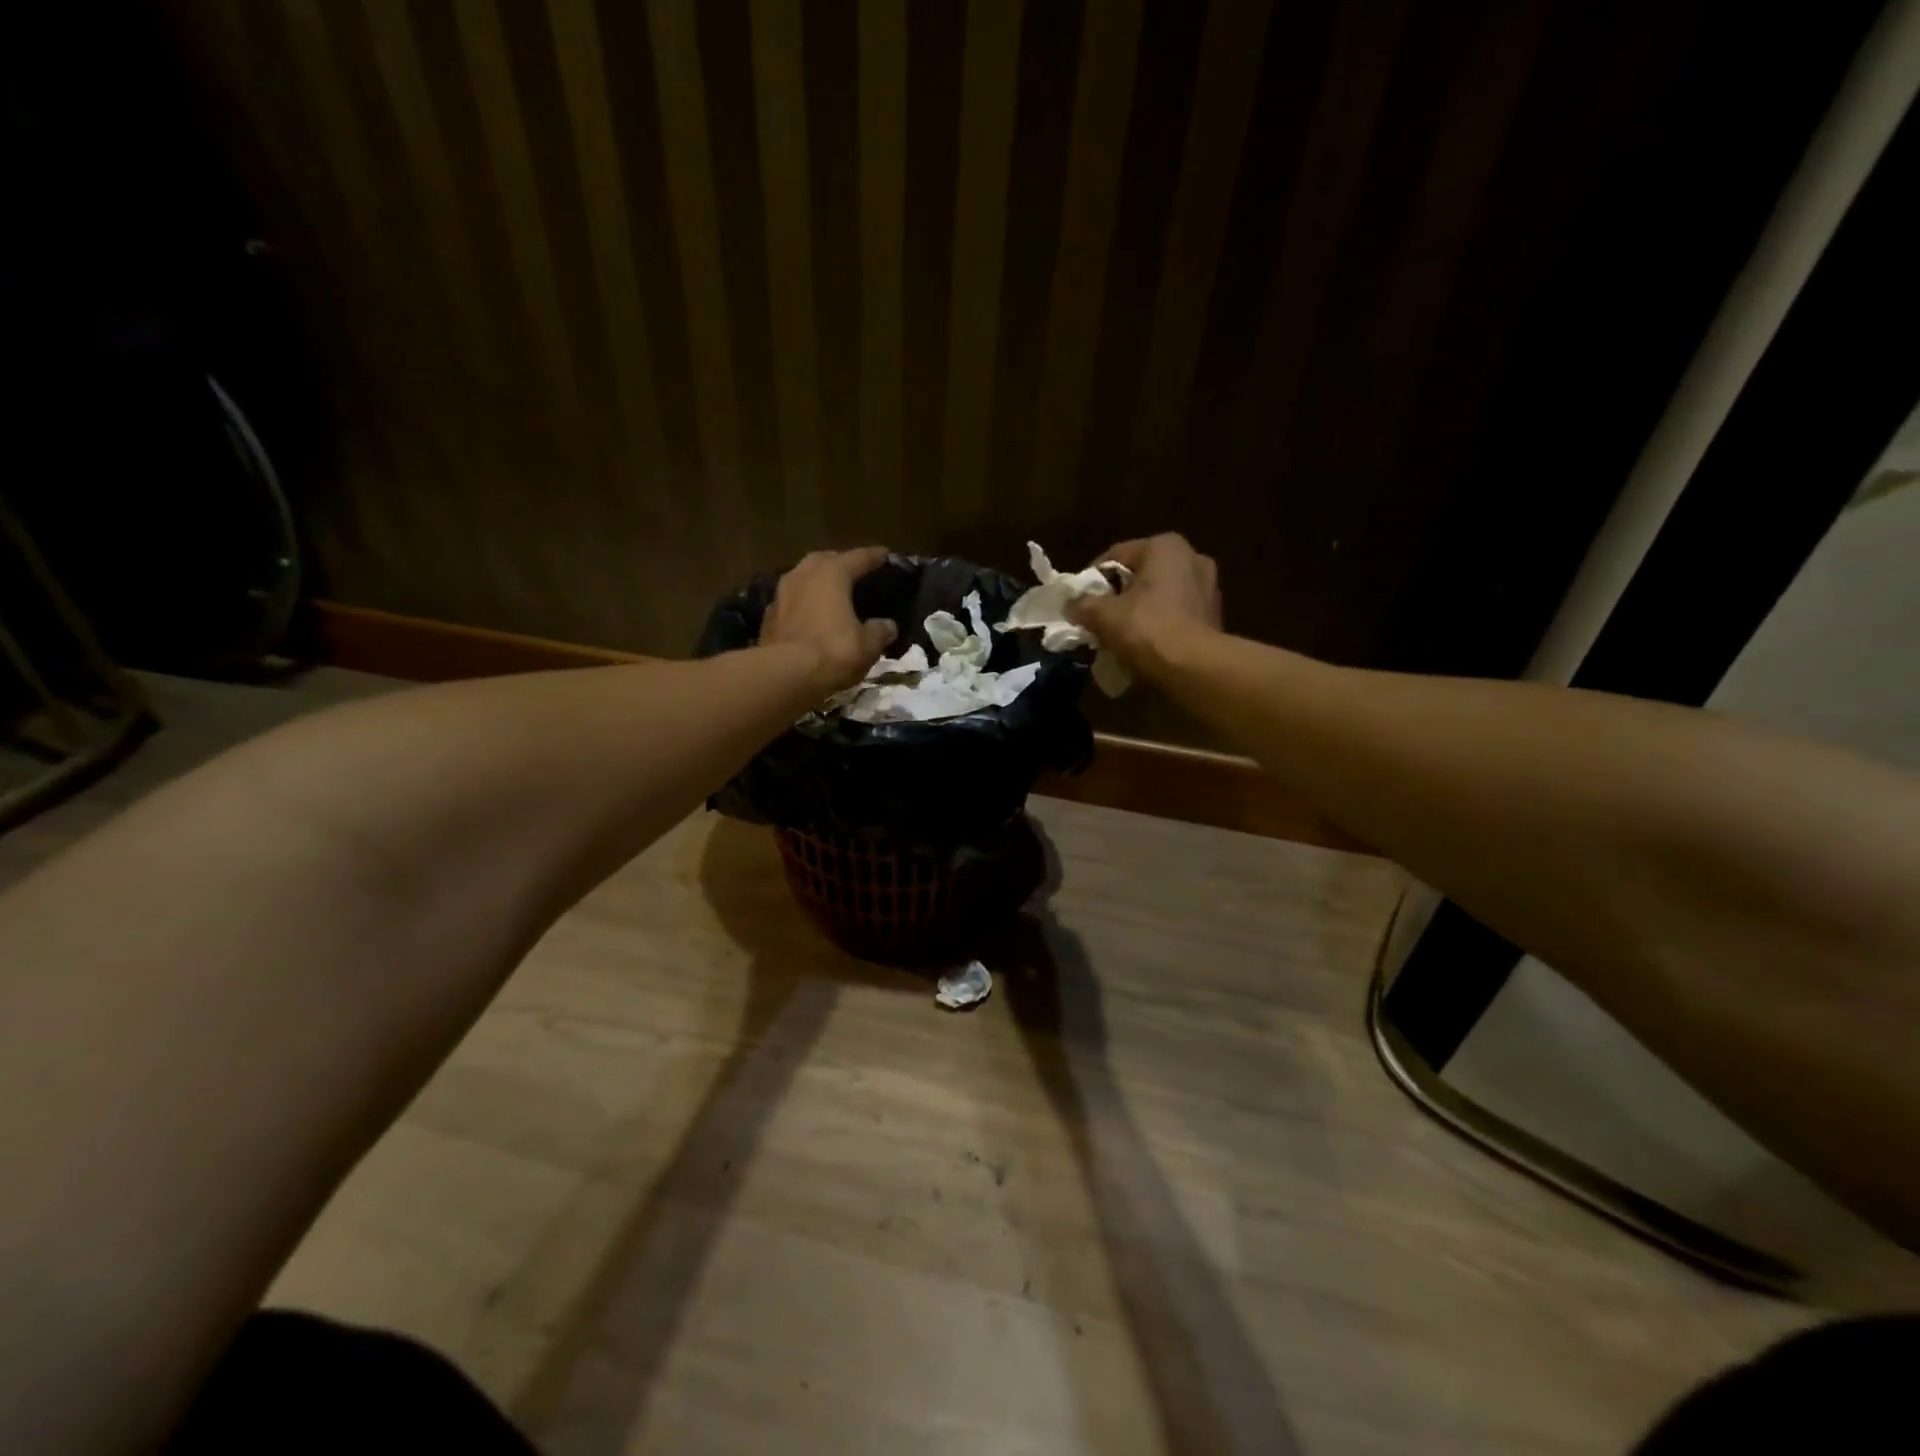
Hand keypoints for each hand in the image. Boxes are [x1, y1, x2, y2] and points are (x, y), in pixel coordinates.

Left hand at [760, 546, 898, 690]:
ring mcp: (781, 595)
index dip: (874, 557)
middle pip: (823, 560)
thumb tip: (888, 626)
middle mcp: (803, 576)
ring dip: (815, 582)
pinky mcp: (767, 618)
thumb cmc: (833, 652)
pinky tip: (808, 616)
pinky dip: (801, 604)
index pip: (858, 558)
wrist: (784, 676)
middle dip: (838, 562)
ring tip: (829, 593)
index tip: (885, 555)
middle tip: (853, 572)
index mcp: (832, 574)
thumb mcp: (868, 645)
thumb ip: (880, 631)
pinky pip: (789, 602)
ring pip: (801, 578)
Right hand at [1066, 533, 1220, 665]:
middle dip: (1118, 595)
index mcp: (1165, 546)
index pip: (1115, 555)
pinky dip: (1159, 624)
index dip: (1092, 579)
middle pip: (1140, 575)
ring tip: (1120, 634)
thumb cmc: (1147, 629)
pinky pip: (1176, 613)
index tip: (1079, 602)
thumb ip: (1083, 605)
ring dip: (1139, 610)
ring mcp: (1208, 587)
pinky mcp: (1214, 615)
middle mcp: (1192, 557)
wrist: (1194, 668)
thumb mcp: (1104, 616)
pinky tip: (1145, 644)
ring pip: (1160, 595)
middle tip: (1098, 618)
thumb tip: (1070, 607)